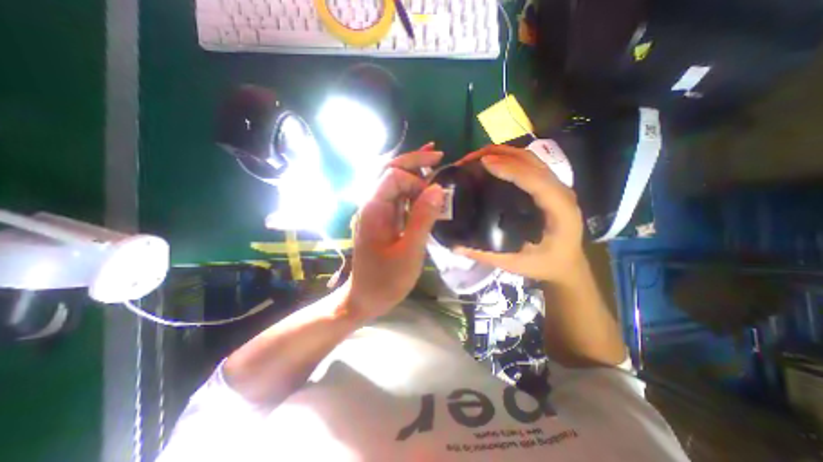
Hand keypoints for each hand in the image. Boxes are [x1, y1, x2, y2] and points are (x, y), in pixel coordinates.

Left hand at [344, 145, 446, 319]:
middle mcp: (371, 204)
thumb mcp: (409, 253)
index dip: (416, 181)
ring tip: (433, 161)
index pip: (393, 176)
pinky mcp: (382, 219)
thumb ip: (422, 219)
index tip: (432, 199)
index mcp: (373, 210)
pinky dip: (410, 186)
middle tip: (439, 155)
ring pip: (392, 180)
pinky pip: (396, 195)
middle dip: (413, 160)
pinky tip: (423, 183)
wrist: (365, 298)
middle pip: (388, 170)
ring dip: (412, 169)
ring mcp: (376, 211)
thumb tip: (438, 189)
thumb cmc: (386, 280)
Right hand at [449, 144, 585, 281]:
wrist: (568, 265)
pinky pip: (529, 164)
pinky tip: (490, 163)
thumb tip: (456, 247)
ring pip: (530, 158)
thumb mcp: (516, 264)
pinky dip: (508, 158)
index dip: (510, 168)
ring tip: (475, 158)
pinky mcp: (548, 185)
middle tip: (469, 159)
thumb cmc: (546, 265)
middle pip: (531, 161)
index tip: (483, 163)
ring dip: (502, 152)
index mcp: (559, 210)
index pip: (535, 180)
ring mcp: (556, 185)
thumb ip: (487, 256)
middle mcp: (560, 192)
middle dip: (500, 154)